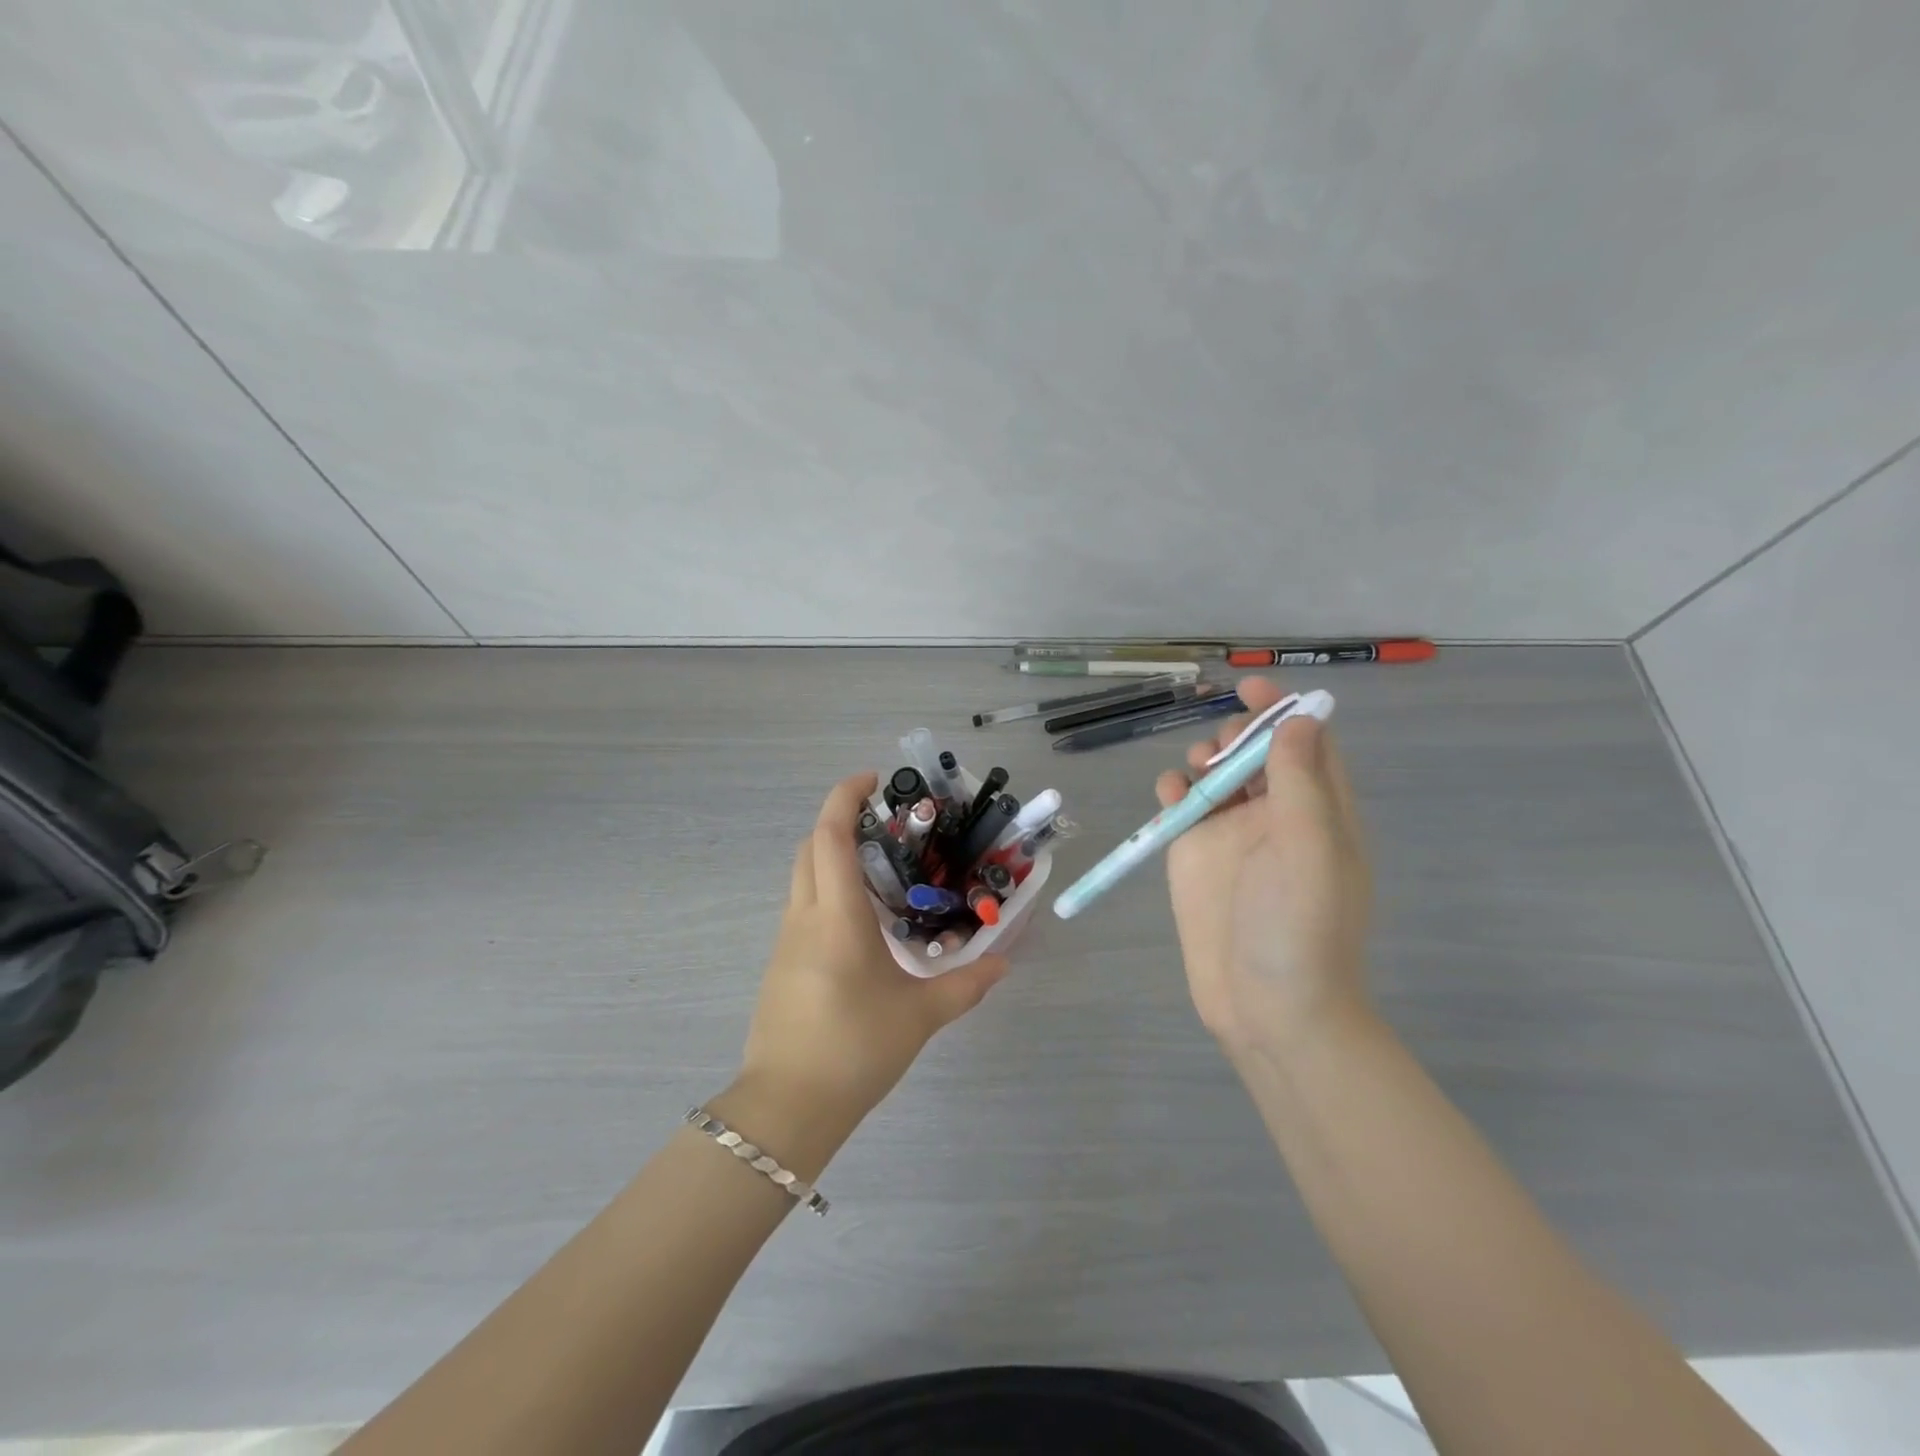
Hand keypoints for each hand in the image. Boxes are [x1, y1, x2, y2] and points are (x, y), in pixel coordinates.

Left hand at [734, 773, 1008, 1135]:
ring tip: (882, 871)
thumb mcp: (919, 1016)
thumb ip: (965, 985)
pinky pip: (802, 907)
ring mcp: (786, 941)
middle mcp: (804, 916)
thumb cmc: (855, 1049)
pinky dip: (827, 891)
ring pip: (803, 877)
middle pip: (809, 847)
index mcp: (836, 916)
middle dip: (839, 821)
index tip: (873, 780)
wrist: (787, 1107)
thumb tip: (1003, 964)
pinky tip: (863, 923)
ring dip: (832, 857)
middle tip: (885, 823)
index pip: (830, 836)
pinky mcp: (781, 964)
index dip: (845, 797)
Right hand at [1154, 677, 1372, 1059]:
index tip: (1251, 689)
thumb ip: (1301, 781)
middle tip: (1220, 753)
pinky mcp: (1195, 856)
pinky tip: (1168, 799)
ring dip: (1203, 760)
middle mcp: (1277, 817)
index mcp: (1319, 811)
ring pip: (1215, 775)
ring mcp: (1233, 836)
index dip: (1283, 712)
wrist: (1268, 1008)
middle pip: (1256, 754)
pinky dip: (1173, 792)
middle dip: (1236, 736)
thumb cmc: (1300, 927)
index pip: (1306, 744)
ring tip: (1195, 776)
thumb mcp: (1310, 848)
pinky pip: (1181, 808)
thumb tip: (1300, 719)